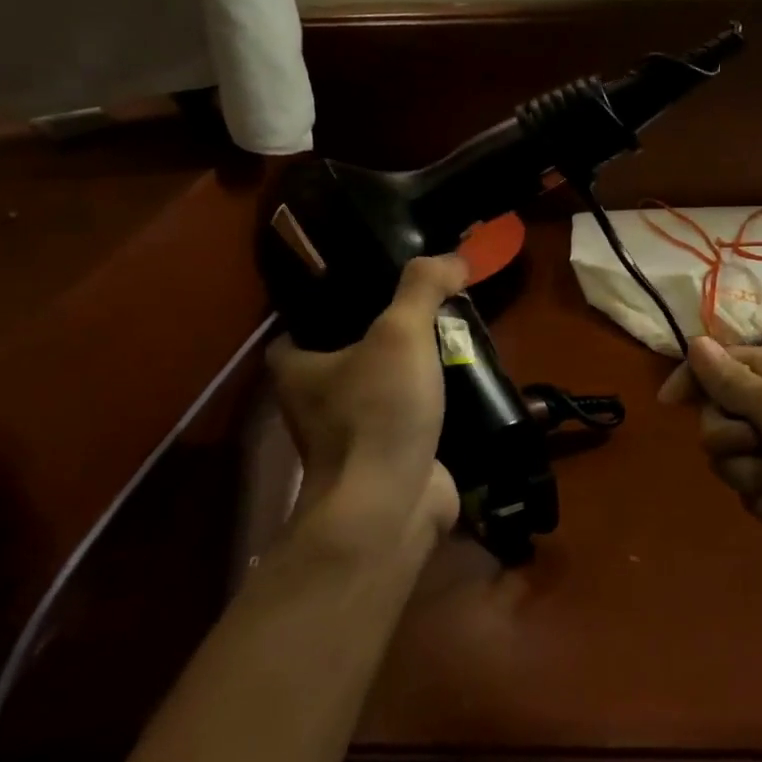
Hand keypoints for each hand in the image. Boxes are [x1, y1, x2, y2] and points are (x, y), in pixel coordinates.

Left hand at [266, 256, 468, 562]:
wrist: (390, 505)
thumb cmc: (378, 411)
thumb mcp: (401, 332)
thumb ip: (423, 286)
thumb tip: (455, 256)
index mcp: (296, 367)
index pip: (307, 322)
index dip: (338, 301)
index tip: (380, 285)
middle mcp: (314, 401)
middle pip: (352, 352)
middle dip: (390, 335)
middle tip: (433, 310)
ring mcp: (350, 434)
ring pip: (384, 386)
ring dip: (415, 371)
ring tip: (456, 341)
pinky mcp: (386, 458)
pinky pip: (410, 417)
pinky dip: (434, 403)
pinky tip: (465, 384)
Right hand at [660, 337, 761, 579]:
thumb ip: (731, 379)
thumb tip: (696, 342)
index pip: (719, 364)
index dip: (692, 380)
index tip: (669, 404)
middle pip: (718, 418)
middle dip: (732, 439)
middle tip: (761, 445)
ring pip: (733, 461)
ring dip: (755, 475)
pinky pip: (755, 493)